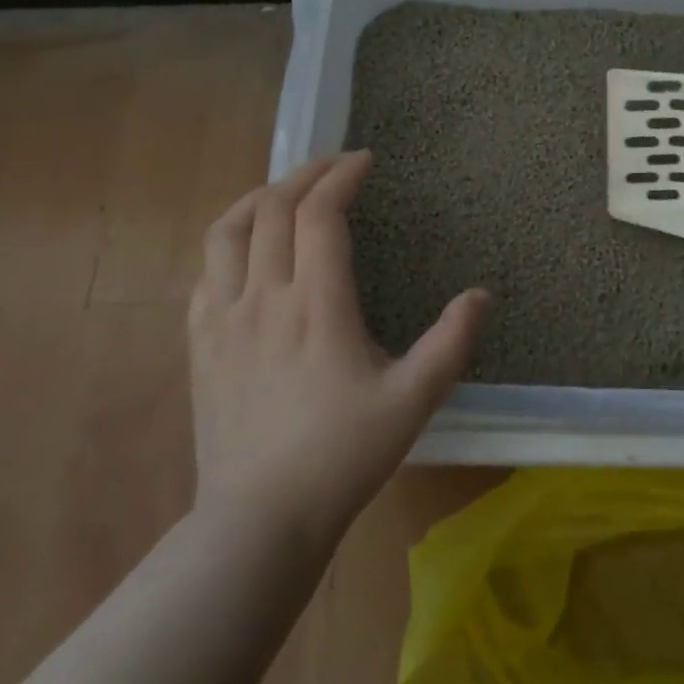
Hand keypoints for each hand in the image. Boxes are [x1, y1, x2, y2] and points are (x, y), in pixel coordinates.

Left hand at [187, 150, 487, 542]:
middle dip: (305, 174)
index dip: (341, 176)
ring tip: (284, 192)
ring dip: (257, 198)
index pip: (320, 214)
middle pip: (272, 208)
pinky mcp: (200, 345)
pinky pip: (204, 273)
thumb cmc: (342, 455)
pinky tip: (245, 252)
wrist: (259, 523)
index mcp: (317, 304)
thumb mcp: (414, 400)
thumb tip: (482, 295)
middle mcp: (265, 297)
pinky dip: (227, 243)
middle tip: (334, 167)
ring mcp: (224, 320)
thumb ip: (452, 342)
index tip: (364, 161)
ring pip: (226, 232)